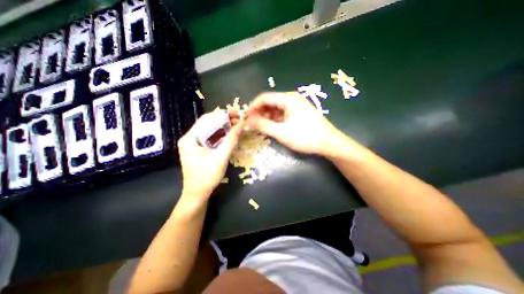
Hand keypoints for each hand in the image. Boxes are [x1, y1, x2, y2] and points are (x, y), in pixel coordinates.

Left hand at [178, 110, 242, 199]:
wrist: (198, 195)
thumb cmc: (207, 176)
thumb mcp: (221, 156)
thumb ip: (231, 139)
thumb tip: (242, 124)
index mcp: (190, 138)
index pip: (206, 119)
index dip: (222, 114)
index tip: (236, 113)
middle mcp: (190, 139)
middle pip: (208, 124)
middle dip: (224, 121)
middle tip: (239, 119)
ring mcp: (194, 145)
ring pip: (210, 131)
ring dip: (224, 128)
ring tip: (237, 126)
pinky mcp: (199, 150)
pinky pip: (211, 139)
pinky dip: (221, 136)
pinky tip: (230, 135)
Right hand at [247, 91, 346, 155]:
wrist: (328, 143)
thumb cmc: (305, 137)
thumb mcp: (281, 132)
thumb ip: (263, 125)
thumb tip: (248, 121)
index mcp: (288, 99)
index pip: (264, 98)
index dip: (253, 107)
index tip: (246, 117)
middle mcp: (292, 98)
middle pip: (270, 102)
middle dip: (260, 112)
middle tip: (252, 124)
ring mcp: (296, 105)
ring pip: (276, 108)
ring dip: (267, 116)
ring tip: (261, 127)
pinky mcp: (299, 112)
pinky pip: (283, 113)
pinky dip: (275, 119)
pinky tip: (271, 126)